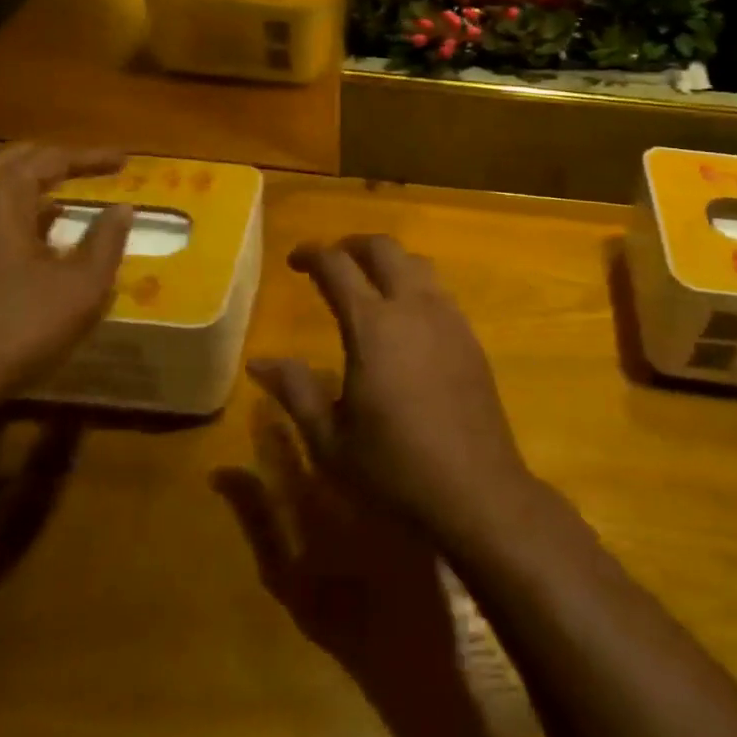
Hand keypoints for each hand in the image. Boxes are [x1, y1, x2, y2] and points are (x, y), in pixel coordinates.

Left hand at [0, 143, 132, 424]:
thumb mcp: (80, 286)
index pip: (53, 158)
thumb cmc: (13, 327)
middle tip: (94, 171)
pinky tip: (28, 243)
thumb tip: (122, 209)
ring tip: (65, 205)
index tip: (125, 161)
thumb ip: (106, 240)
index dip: (93, 158)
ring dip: (30, 192)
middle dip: (57, 164)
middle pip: (16, 163)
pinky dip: (7, 216)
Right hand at [250, 235, 536, 547]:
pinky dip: (414, 283)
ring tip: (368, 282)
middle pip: (383, 248)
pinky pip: (438, 289)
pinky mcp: (469, 336)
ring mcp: (447, 317)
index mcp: (373, 325)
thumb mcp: (330, 439)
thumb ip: (295, 391)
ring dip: (387, 261)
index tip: (295, 259)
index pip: (337, 266)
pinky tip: (405, 318)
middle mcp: (413, 306)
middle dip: (352, 244)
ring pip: (416, 263)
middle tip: (331, 261)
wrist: (477, 491)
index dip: (312, 254)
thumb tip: (259, 362)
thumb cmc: (394, 469)